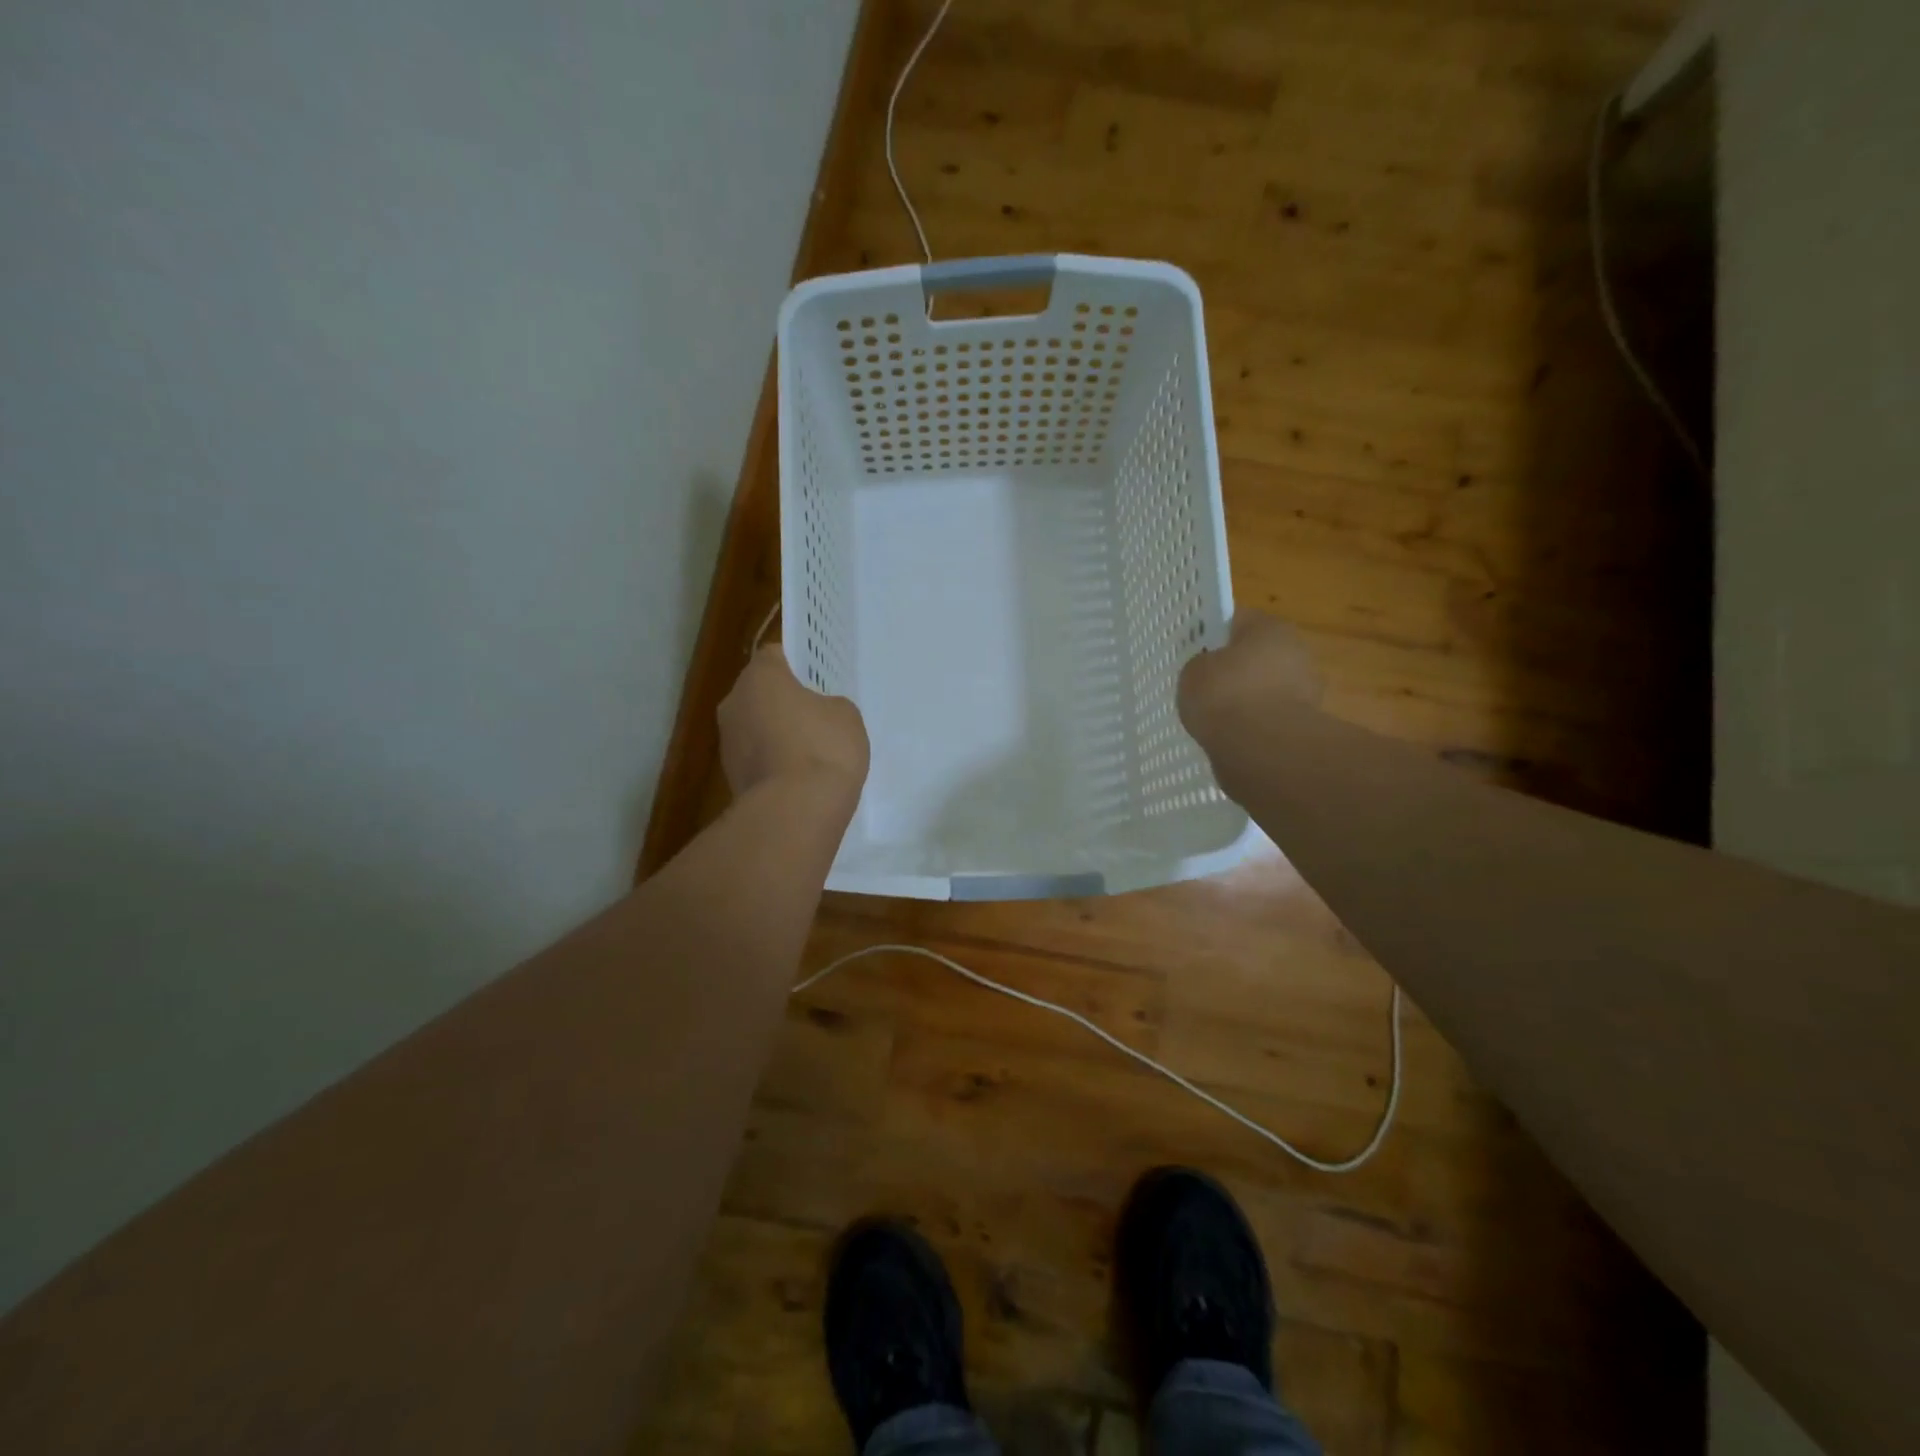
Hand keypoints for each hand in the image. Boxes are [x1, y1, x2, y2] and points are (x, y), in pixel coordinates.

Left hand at [718, 646, 870, 802]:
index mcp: (759, 677)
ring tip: (810, 752)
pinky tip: (799, 778)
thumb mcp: (846, 715)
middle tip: (815, 715)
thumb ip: (829, 705)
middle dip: (783, 701)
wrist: (795, 812)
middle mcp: (734, 703)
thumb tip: (816, 714)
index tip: (816, 679)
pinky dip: (774, 763)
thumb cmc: (823, 748)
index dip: (796, 665)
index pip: (774, 656)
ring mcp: (727, 743)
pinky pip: (757, 759)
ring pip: (755, 727)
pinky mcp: (731, 777)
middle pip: (760, 693)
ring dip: (776, 734)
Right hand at [1178, 611, 1321, 735]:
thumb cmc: (1225, 696)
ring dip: (1245, 699)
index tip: (1194, 650)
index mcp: (1270, 627)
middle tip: (1204, 684)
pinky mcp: (1304, 725)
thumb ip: (1201, 665)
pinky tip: (1230, 736)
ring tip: (1214, 716)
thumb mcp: (1194, 671)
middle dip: (1233, 669)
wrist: (1260, 749)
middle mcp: (1296, 652)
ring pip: (1264, 689)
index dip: (1212, 634)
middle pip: (1256, 655)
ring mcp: (1306, 691)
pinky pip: (1269, 718)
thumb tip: (1211, 672)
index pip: (1236, 620)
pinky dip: (1253, 725)